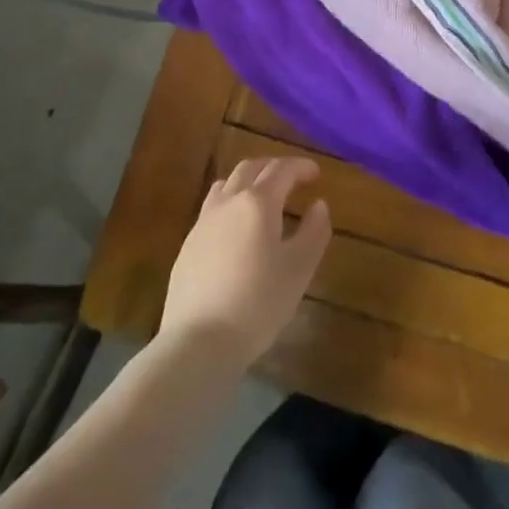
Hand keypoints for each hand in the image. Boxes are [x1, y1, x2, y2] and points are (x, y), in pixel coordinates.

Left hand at [160, 156, 331, 367]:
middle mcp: (228, 202)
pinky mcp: (188, 244)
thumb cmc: (257, 304)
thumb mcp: (298, 270)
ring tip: (262, 197)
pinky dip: (231, 204)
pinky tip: (236, 228)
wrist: (198, 341)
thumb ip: (314, 232)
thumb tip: (319, 205)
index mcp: (258, 202)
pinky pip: (213, 208)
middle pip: (251, 169)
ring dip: (249, 181)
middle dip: (274, 168)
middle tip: (292, 179)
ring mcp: (203, 222)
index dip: (301, 166)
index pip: (282, 170)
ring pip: (227, 184)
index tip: (316, 172)